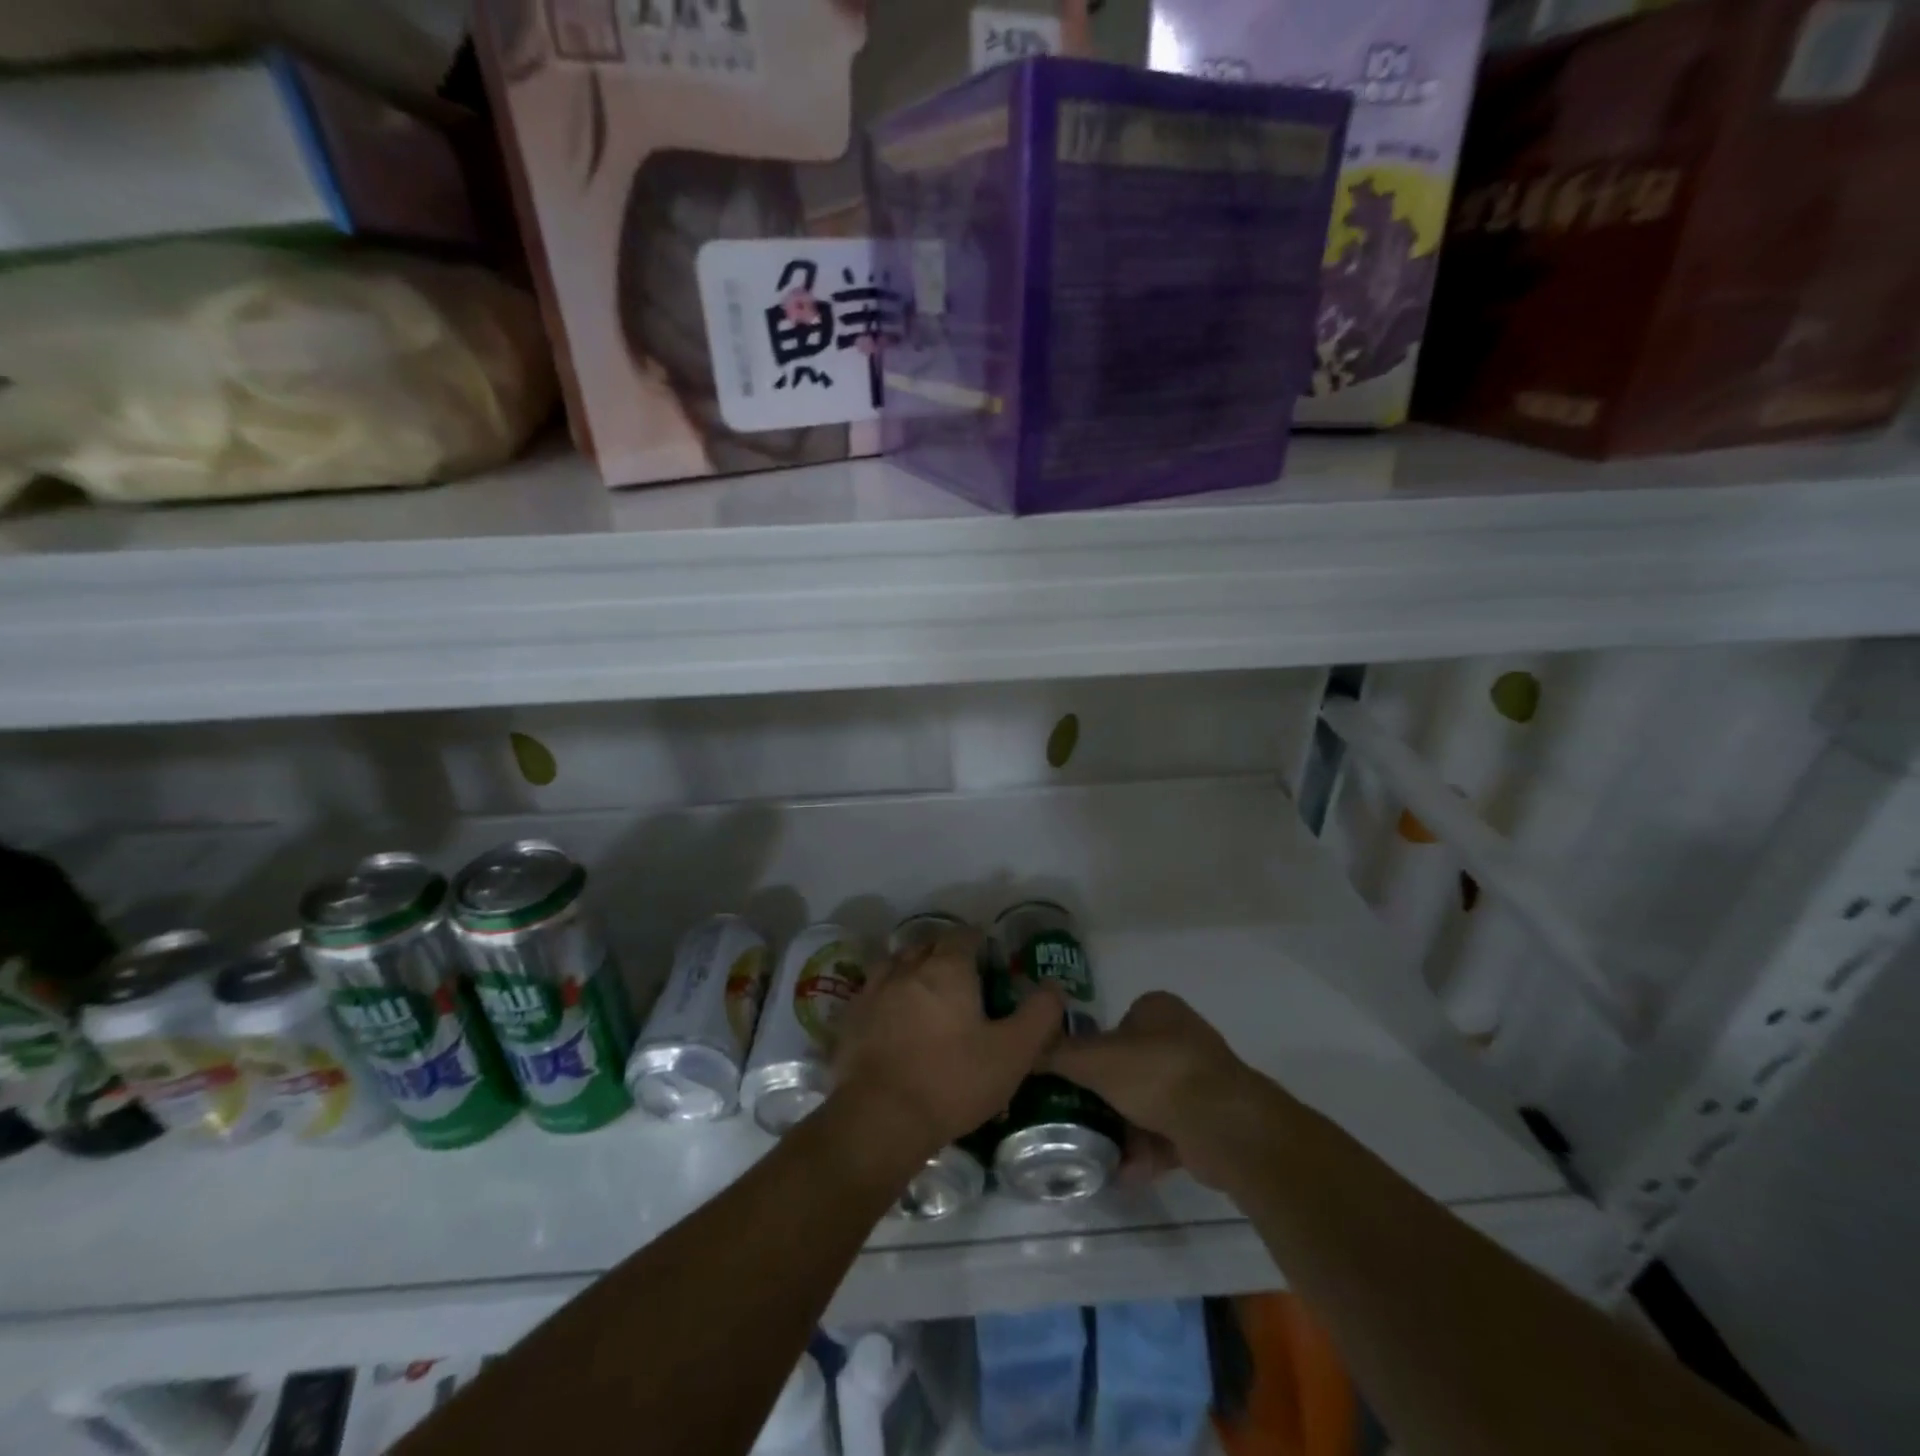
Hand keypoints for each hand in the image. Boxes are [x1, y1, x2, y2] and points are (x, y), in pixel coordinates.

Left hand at [834, 930, 1063, 1158]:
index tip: (988, 958)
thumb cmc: (953, 1081)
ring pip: (896, 964)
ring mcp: (874, 990)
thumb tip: (1054, 985)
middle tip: (962, 978)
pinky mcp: (851, 1017)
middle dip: (945, 953)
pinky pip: (872, 991)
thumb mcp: (1012, 1053)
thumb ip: (1040, 1015)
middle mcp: (908, 968)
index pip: (963, 936)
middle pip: (927, 945)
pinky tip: (892, 1017)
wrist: (881, 1118)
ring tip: (925, 993)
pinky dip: (886, 995)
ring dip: (912, 970)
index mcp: (947, 969)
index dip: (978, 942)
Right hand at [1046, 991, 1279, 1189]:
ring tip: (1093, 1152)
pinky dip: (1145, 1153)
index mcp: (1158, 1010)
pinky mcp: (1208, 1122)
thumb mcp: (1094, 1059)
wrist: (1223, 1126)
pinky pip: (1167, 1135)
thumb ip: (1057, 1054)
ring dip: (1123, 1130)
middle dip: (1106, 1097)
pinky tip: (1121, 1172)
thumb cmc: (1156, 1074)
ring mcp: (1198, 1082)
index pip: (1116, 1025)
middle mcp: (1180, 1039)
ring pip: (1148, 1104)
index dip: (1093, 1050)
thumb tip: (1024, 1050)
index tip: (1073, 1078)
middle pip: (1130, 1068)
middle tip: (1078, 1118)